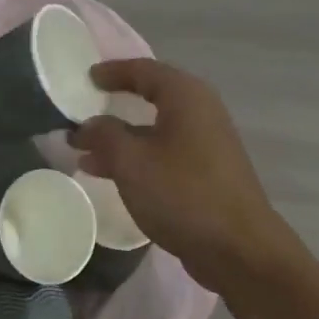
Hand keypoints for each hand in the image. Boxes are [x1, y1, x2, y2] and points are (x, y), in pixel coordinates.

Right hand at [70, 59, 302, 291]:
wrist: (237, 248)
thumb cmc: (182, 194)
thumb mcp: (132, 162)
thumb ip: (105, 136)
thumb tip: (87, 126)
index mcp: (187, 97)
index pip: (144, 70)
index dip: (113, 72)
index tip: (86, 78)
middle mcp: (201, 113)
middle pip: (152, 99)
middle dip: (114, 109)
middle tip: (81, 116)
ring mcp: (207, 146)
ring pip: (156, 133)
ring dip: (121, 141)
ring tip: (84, 156)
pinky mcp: (207, 175)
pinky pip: (164, 156)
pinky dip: (137, 160)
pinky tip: (112, 178)